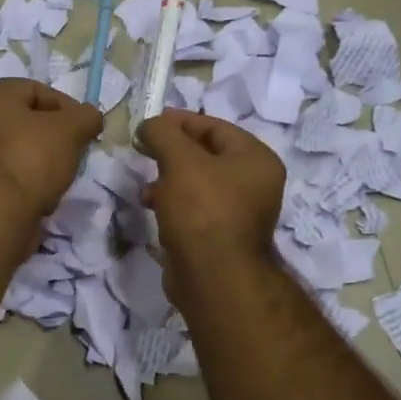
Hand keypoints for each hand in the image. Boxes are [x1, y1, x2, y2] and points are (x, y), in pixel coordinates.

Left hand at [0, 79, 103, 225]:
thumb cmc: (30, 160)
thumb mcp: (70, 129)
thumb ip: (86, 116)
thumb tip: (90, 118)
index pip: (36, 90)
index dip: (66, 107)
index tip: (84, 130)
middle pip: (25, 122)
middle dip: (54, 138)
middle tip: (73, 153)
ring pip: (17, 151)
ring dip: (41, 164)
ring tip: (58, 179)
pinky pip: (7, 177)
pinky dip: (26, 184)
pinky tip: (41, 199)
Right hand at [135, 109, 284, 273]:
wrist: (213, 277)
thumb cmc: (202, 210)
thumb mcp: (180, 161)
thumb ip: (163, 133)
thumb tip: (149, 125)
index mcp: (256, 159)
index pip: (215, 127)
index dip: (180, 122)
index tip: (148, 124)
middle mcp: (255, 184)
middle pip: (207, 155)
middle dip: (172, 152)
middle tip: (144, 150)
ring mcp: (239, 213)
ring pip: (198, 183)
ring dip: (169, 179)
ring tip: (146, 187)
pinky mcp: (221, 236)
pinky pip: (195, 209)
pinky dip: (173, 203)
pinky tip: (153, 209)